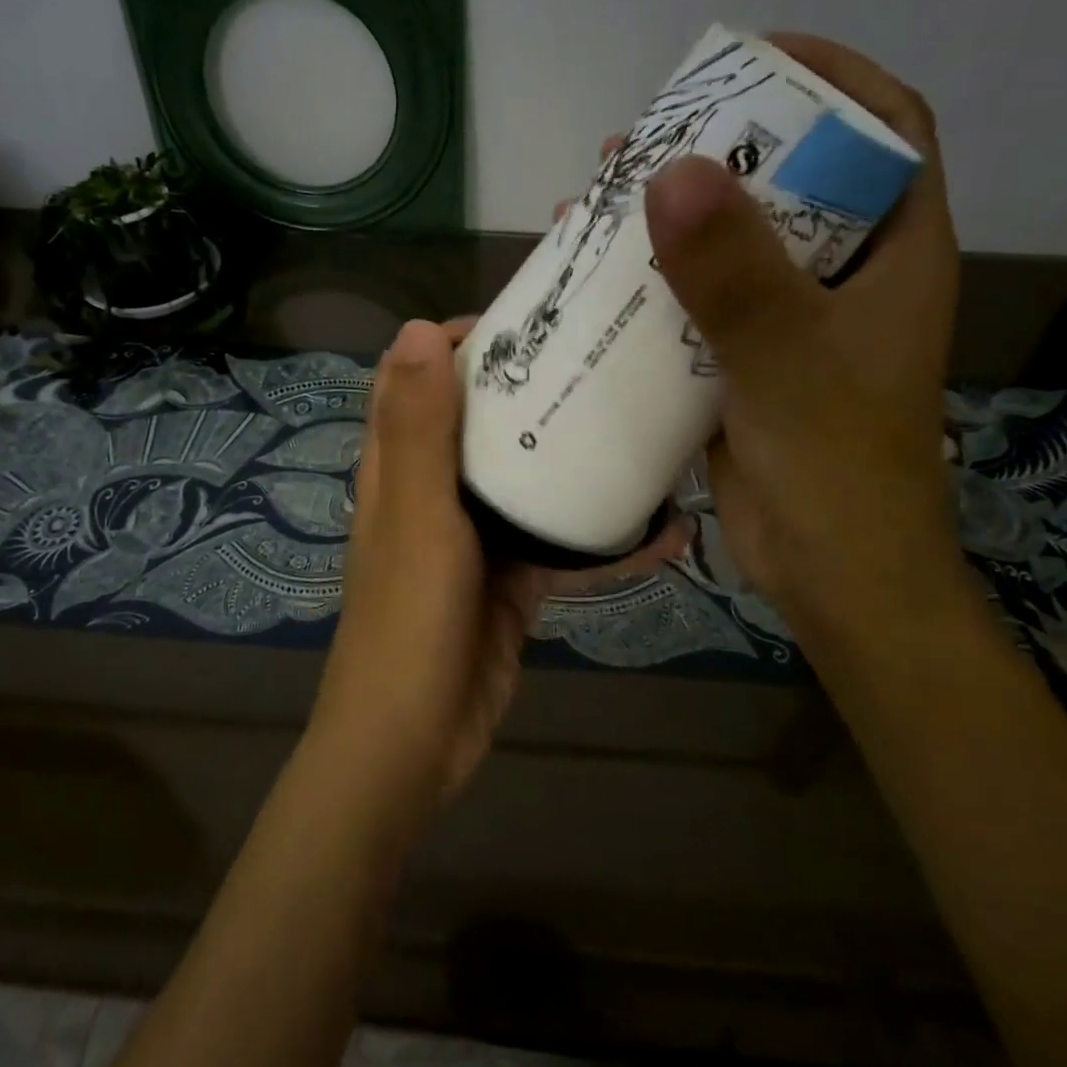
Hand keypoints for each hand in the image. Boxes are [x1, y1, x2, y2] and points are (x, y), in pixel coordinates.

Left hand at [308, 319, 687, 832]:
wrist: (416, 743)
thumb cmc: (408, 622)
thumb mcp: (418, 518)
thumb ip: (418, 430)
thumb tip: (419, 328)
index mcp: (400, 463)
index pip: (419, 375)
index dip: (463, 341)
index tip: (530, 322)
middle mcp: (436, 488)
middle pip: (483, 418)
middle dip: (534, 387)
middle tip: (606, 361)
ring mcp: (477, 534)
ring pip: (528, 476)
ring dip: (576, 455)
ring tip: (646, 426)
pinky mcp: (513, 577)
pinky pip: (561, 542)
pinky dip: (604, 537)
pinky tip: (666, 531)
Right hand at [643, 34, 962, 651]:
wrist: (829, 570)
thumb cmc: (835, 463)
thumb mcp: (786, 356)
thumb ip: (734, 269)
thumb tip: (667, 168)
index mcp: (893, 253)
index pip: (886, 129)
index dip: (830, 78)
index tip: (751, 58)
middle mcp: (846, 276)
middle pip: (793, 180)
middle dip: (724, 146)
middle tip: (649, 136)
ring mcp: (794, 320)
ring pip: (737, 243)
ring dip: (676, 216)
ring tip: (606, 193)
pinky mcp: (746, 361)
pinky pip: (700, 301)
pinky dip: (655, 282)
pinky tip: (598, 276)